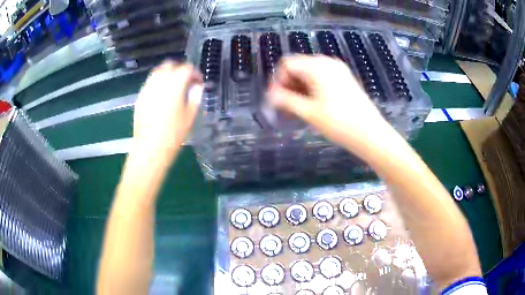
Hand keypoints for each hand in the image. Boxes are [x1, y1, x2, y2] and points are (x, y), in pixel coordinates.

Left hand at [133, 61, 202, 160]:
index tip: (198, 81)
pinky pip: (150, 83)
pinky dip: (158, 82)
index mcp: (174, 87)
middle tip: (186, 80)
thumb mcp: (190, 116)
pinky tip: (161, 95)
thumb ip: (195, 97)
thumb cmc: (173, 135)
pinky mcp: (140, 97)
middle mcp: (159, 84)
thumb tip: (197, 86)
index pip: (186, 69)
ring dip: (167, 74)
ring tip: (173, 86)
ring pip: (158, 72)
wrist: (150, 150)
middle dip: (180, 69)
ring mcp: (147, 89)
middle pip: (170, 65)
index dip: (194, 72)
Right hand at [268, 55, 394, 155]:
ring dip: (299, 88)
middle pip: (298, 67)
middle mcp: (327, 62)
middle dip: (288, 85)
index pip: (287, 64)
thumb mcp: (308, 112)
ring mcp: (338, 70)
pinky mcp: (344, 79)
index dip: (278, 80)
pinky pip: (321, 78)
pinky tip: (312, 105)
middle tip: (285, 107)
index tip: (276, 100)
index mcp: (317, 66)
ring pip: (309, 73)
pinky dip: (312, 88)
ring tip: (297, 109)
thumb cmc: (339, 123)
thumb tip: (269, 96)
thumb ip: (285, 100)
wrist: (371, 134)